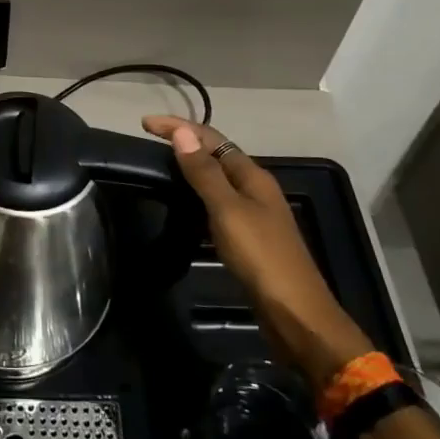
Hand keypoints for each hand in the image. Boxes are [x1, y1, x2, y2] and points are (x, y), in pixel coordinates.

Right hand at [142, 115, 371, 387]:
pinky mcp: (248, 238)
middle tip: (149, 141)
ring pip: (217, 179)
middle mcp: (255, 189)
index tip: (143, 124)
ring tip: (161, 167)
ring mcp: (253, 214)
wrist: (296, 315)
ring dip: (190, 167)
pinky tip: (182, 206)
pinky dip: (197, 195)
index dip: (178, 127)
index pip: (211, 138)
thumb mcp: (228, 211)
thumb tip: (181, 132)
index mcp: (252, 176)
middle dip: (184, 142)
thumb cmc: (261, 257)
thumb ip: (204, 173)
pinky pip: (217, 204)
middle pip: (216, 154)